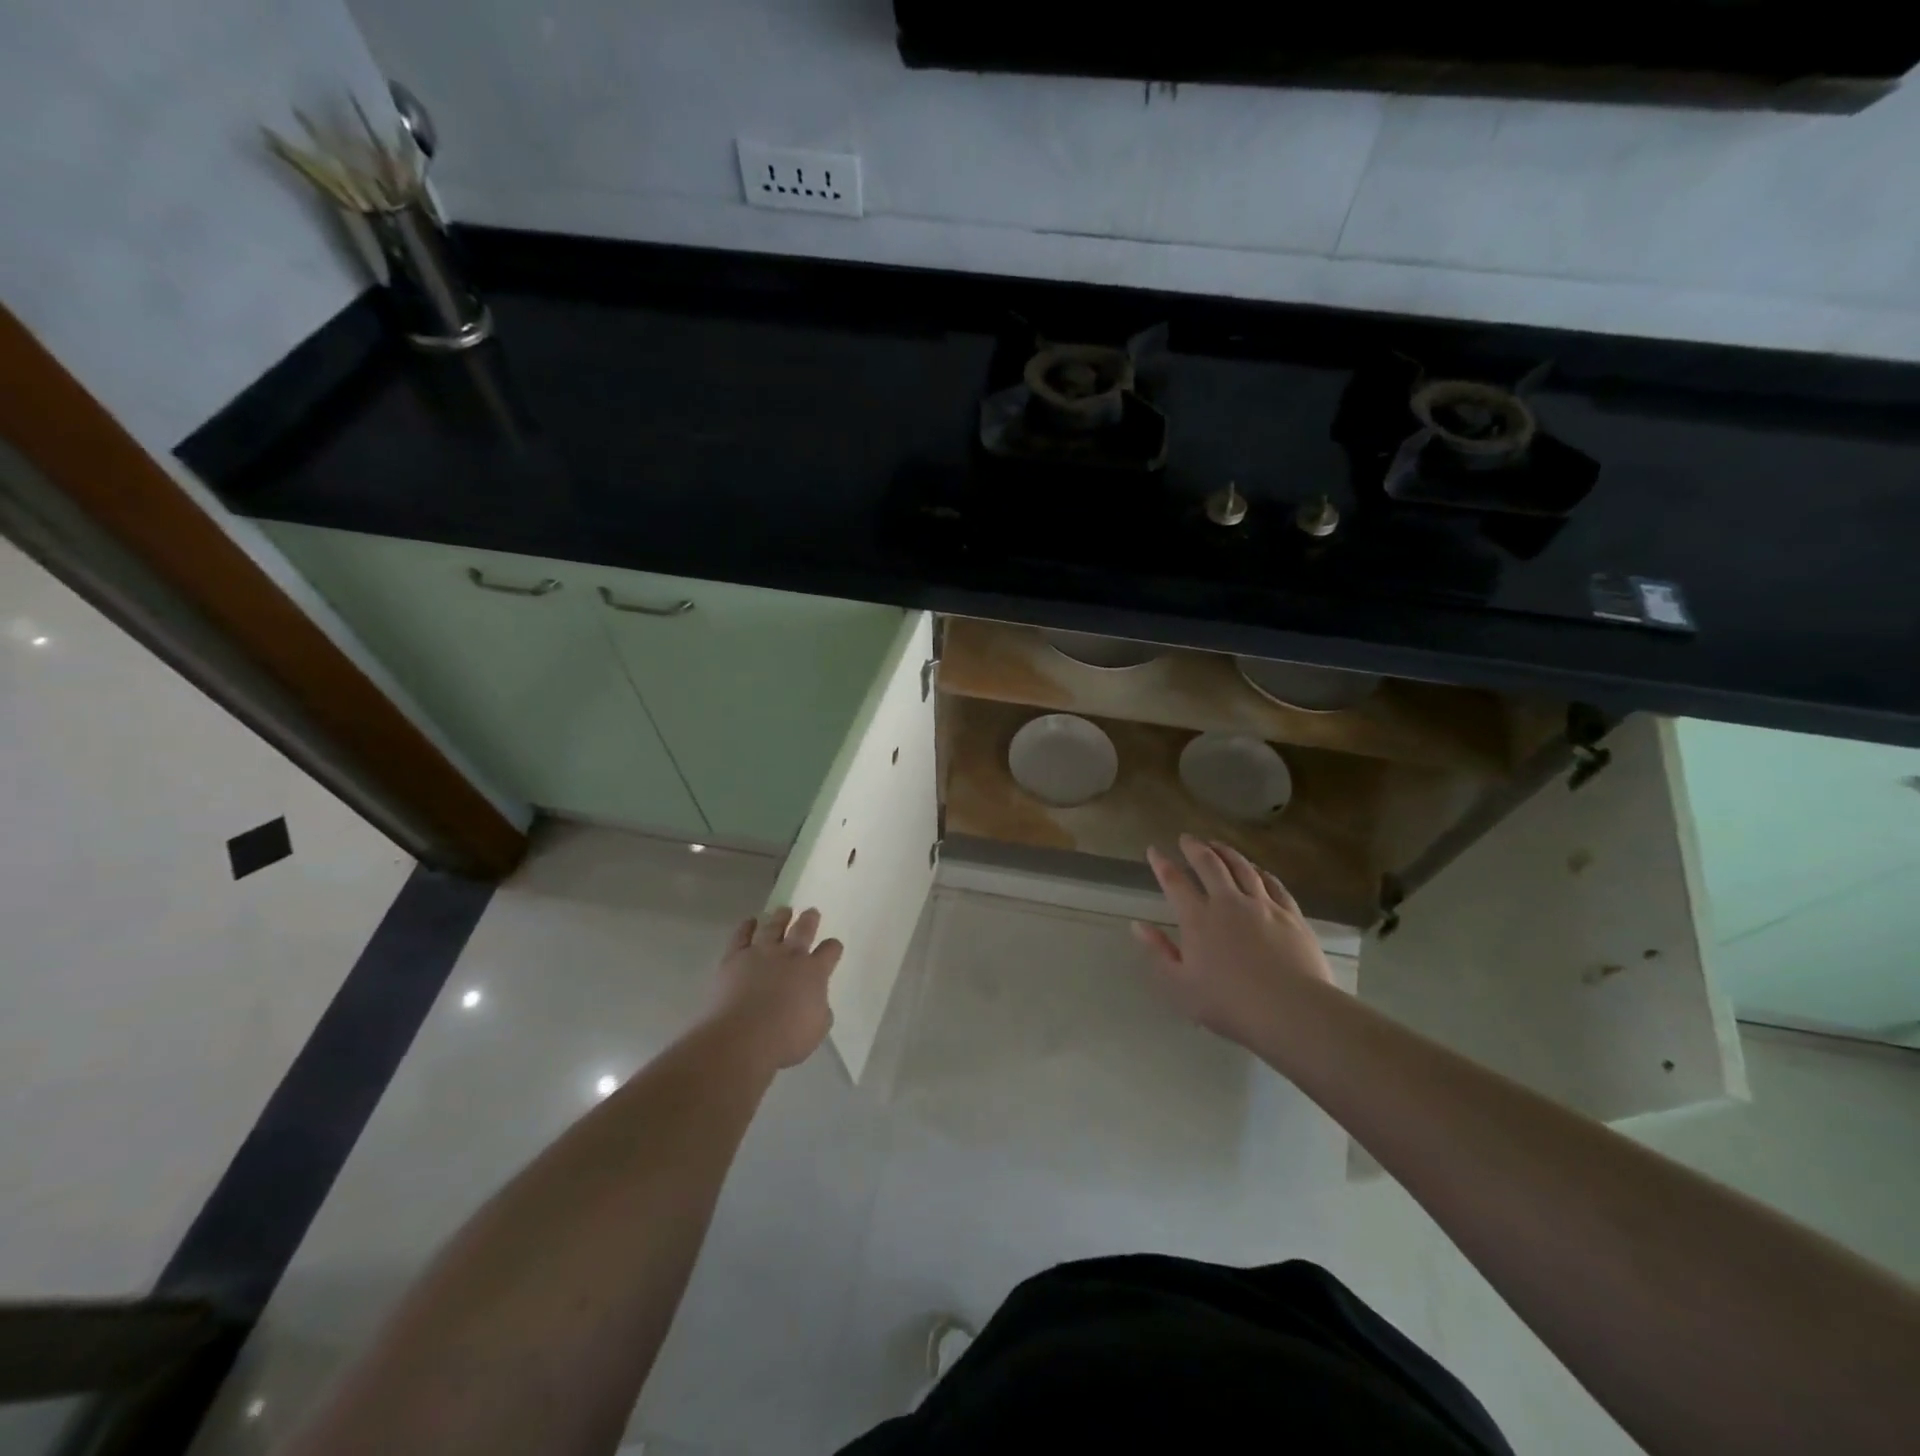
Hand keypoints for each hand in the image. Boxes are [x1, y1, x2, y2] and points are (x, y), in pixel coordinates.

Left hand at [706, 907, 842, 1069]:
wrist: (741, 1037)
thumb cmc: (785, 1039)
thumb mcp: (817, 1029)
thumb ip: (820, 1011)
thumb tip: (816, 1003)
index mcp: (814, 971)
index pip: (830, 951)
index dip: (833, 948)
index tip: (833, 947)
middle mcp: (790, 955)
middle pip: (803, 929)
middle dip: (809, 919)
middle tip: (811, 912)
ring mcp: (761, 953)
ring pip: (773, 926)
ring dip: (780, 917)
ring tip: (783, 910)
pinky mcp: (734, 958)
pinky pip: (742, 935)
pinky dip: (747, 926)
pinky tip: (750, 922)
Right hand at [1133, 835, 1334, 1049]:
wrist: (1292, 1011)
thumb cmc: (1229, 1004)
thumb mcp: (1180, 985)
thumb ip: (1159, 952)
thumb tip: (1138, 925)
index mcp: (1198, 919)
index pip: (1174, 882)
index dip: (1162, 864)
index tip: (1154, 850)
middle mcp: (1228, 902)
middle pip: (1209, 864)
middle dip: (1195, 848)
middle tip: (1187, 838)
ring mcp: (1263, 905)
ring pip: (1242, 868)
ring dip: (1227, 852)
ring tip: (1218, 844)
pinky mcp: (1291, 915)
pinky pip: (1273, 884)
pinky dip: (1260, 872)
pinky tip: (1258, 869)